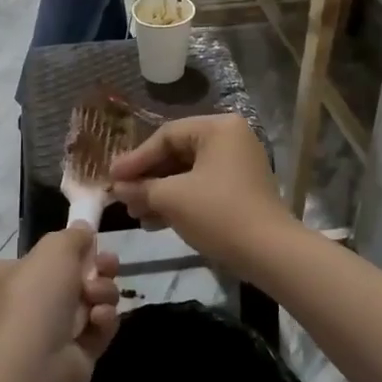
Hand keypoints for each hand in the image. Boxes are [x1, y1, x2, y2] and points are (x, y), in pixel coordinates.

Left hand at [0, 226, 120, 381]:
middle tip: (110, 265)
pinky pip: (98, 328)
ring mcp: (53, 330)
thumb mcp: (54, 249)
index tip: (92, 244)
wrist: (33, 364)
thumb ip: (73, 235)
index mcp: (12, 275)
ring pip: (92, 300)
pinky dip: (103, 321)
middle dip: (98, 269)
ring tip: (97, 297)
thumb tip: (83, 230)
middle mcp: (30, 302)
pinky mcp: (76, 354)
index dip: (71, 249)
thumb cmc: (36, 297)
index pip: (45, 256)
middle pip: (75, 276)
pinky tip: (98, 320)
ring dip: (103, 293)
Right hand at [110, 115, 297, 275]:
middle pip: (176, 154)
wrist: (269, 253)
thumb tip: (118, 188)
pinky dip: (179, 202)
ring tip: (135, 214)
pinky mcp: (240, 190)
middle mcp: (230, 139)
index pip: (166, 136)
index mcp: (218, 128)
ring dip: (159, 193)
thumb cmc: (218, 213)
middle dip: (147, 179)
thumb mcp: (172, 198)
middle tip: (122, 197)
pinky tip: (154, 222)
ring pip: (187, 174)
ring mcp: (238, 165)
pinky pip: (201, 188)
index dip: (136, 159)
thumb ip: (141, 188)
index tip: (112, 178)